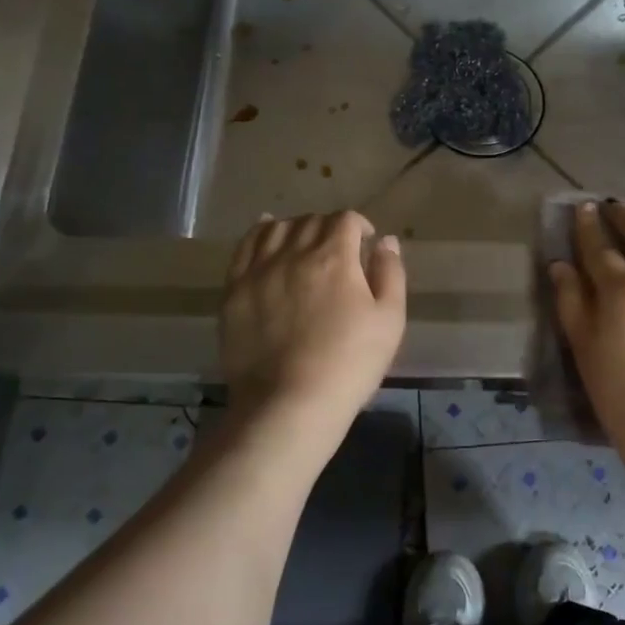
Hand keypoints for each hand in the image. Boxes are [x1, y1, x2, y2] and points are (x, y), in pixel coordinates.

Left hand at [220, 212, 405, 448]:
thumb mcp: (389, 321)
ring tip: (303, 243)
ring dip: (295, 227)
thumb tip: (386, 241)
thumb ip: (391, 274)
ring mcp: (259, 270)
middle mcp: (293, 253)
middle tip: (338, 249)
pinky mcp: (234, 290)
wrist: (288, 404)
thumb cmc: (349, 364)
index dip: (359, 225)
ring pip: (277, 228)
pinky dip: (258, 233)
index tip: (366, 242)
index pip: (345, 220)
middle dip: (329, 227)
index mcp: (334, 257)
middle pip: (311, 221)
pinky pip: (243, 247)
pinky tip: (265, 232)